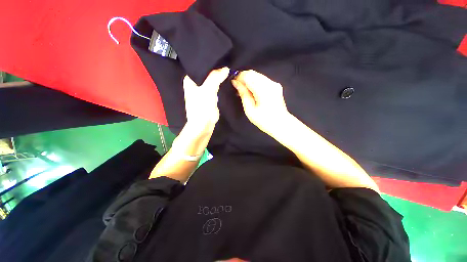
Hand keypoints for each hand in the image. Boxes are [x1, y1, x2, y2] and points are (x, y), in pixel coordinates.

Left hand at [183, 67, 229, 132]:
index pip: (199, 67)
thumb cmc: (202, 107)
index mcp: (189, 80)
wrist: (203, 125)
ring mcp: (202, 91)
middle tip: (225, 62)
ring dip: (218, 77)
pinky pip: (214, 88)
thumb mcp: (208, 90)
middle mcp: (195, 84)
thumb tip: (226, 68)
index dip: (209, 63)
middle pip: (206, 74)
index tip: (219, 58)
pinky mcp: (209, 97)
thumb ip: (216, 77)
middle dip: (215, 70)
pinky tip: (225, 79)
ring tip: (227, 69)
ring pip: (211, 81)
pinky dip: (219, 85)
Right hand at [231, 70, 290, 133]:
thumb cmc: (264, 120)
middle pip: (253, 73)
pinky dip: (255, 83)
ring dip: (249, 80)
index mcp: (263, 90)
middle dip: (243, 78)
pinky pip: (262, 79)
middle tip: (239, 89)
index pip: (247, 75)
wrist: (281, 124)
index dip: (239, 78)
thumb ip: (243, 94)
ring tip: (245, 91)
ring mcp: (274, 84)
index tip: (234, 84)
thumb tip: (236, 83)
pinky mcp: (276, 86)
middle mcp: (270, 83)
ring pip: (257, 75)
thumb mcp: (250, 110)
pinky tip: (253, 92)